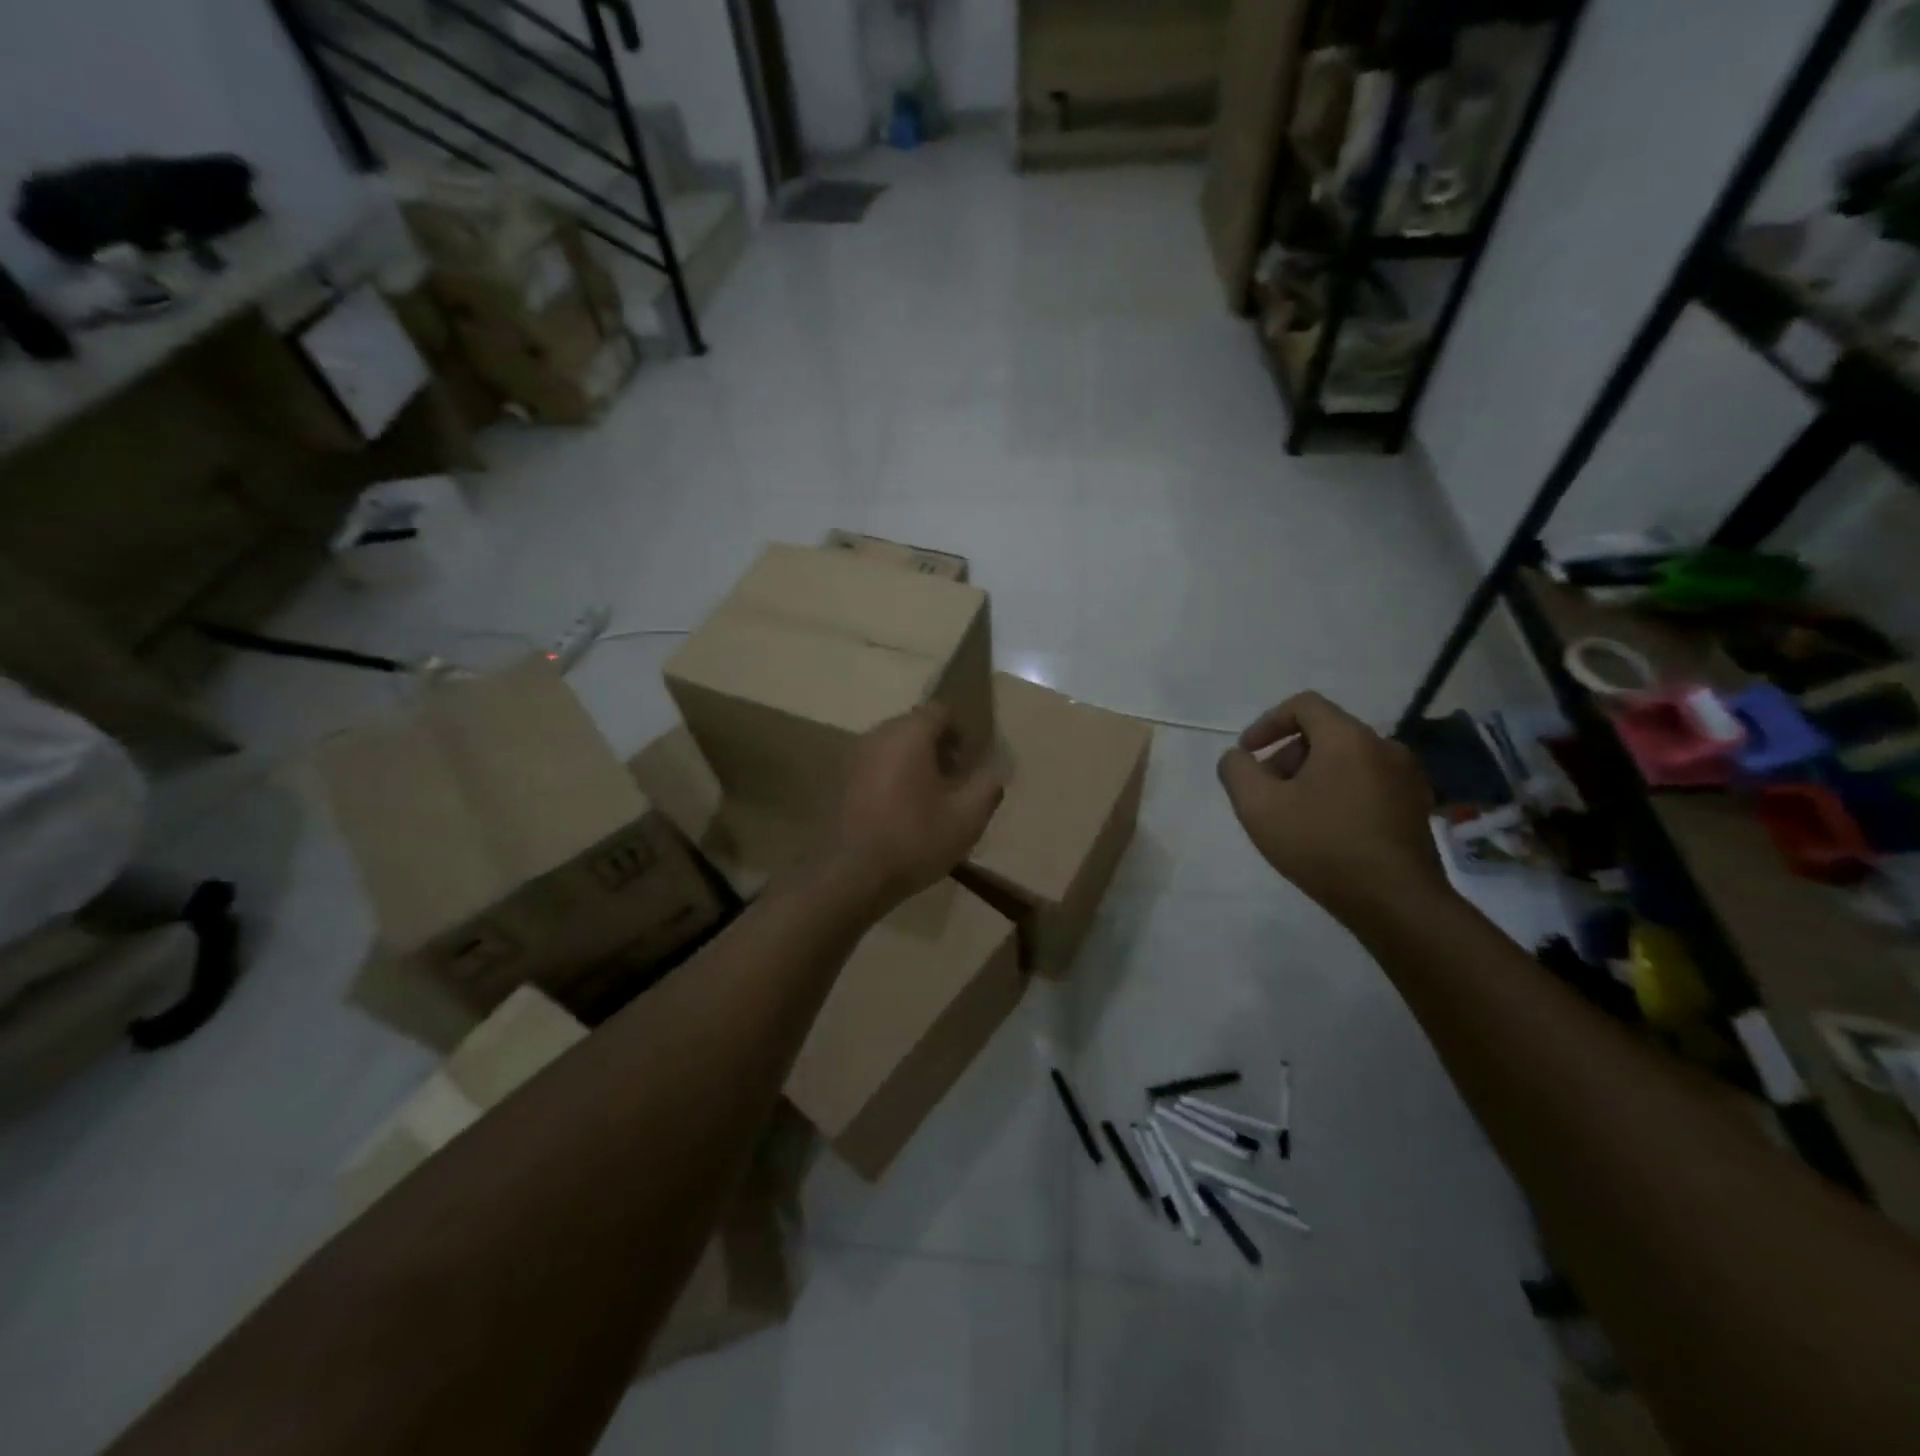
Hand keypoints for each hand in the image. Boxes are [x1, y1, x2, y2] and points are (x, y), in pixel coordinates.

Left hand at [825, 703, 1005, 909]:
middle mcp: (878, 735)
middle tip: (955, 782)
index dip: (961, 733)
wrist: (853, 874)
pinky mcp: (842, 780)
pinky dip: (894, 774)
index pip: (940, 711)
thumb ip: (987, 787)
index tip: (970, 764)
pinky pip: (876, 763)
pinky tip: (903, 808)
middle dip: (939, 747)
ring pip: (894, 745)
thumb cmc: (915, 839)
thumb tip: (994, 771)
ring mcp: (855, 757)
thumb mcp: (967, 818)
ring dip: (915, 761)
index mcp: (909, 734)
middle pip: (915, 725)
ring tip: (931, 797)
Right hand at [1216, 692, 1445, 923]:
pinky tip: (1326, 830)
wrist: (1394, 901)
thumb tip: (1237, 757)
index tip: (1247, 753)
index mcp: (1348, 738)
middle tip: (1266, 791)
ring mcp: (1407, 778)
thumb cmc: (1321, 845)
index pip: (1304, 705)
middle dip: (1287, 755)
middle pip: (1325, 733)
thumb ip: (1237, 771)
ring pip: (1347, 760)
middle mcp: (1384, 747)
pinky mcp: (1416, 807)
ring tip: (1293, 814)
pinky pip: (1368, 784)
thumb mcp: (1258, 807)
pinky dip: (1340, 793)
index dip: (1267, 723)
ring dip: (1313, 776)